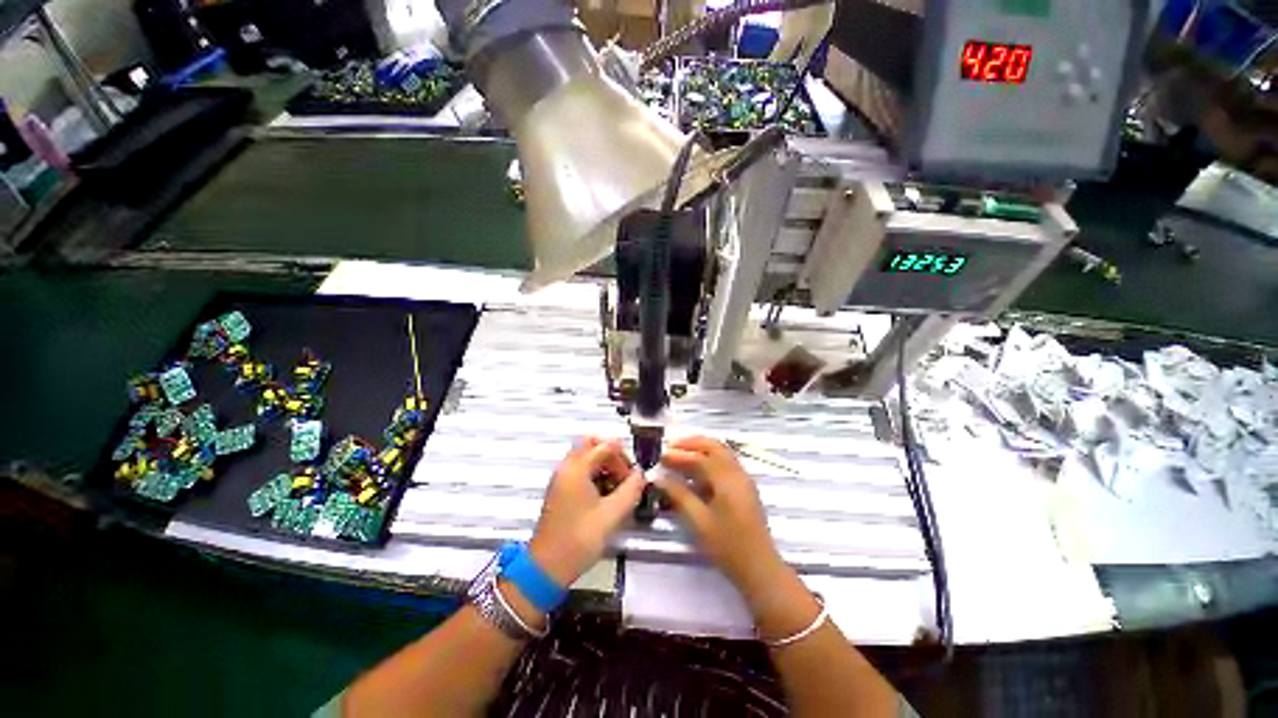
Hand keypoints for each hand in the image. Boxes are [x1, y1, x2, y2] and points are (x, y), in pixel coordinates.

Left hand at [528, 437, 645, 586]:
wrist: (547, 568)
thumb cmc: (579, 539)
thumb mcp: (612, 515)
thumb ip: (631, 490)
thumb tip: (641, 474)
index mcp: (577, 468)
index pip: (606, 446)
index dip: (623, 459)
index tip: (632, 479)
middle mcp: (567, 467)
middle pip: (591, 444)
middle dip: (611, 455)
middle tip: (623, 475)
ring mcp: (561, 478)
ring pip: (585, 456)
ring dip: (603, 464)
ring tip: (616, 488)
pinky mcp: (560, 490)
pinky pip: (579, 469)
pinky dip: (594, 474)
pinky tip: (604, 496)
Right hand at [656, 436, 787, 601]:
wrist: (759, 568)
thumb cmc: (727, 546)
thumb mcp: (699, 521)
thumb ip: (679, 496)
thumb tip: (660, 479)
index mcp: (727, 479)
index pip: (700, 458)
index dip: (678, 455)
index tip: (660, 456)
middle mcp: (737, 473)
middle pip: (714, 446)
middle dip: (692, 443)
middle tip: (671, 447)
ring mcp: (743, 479)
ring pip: (722, 453)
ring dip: (701, 449)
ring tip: (680, 454)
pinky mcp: (745, 488)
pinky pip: (726, 463)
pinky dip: (710, 460)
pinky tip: (696, 472)